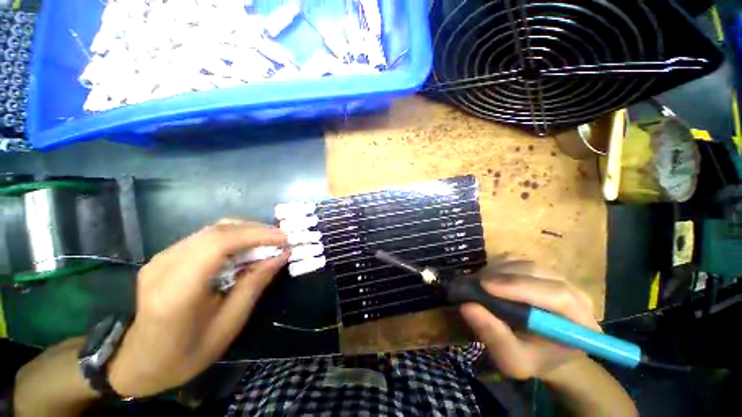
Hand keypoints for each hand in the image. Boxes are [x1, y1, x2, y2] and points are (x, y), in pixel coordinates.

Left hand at [108, 220, 287, 396]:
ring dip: (246, 231)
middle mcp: (164, 265)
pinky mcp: (164, 256)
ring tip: (269, 241)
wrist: (140, 362)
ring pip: (212, 229)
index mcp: (177, 291)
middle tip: (281, 238)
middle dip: (255, 230)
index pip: (219, 244)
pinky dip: (233, 236)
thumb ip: (254, 285)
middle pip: (217, 230)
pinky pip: (205, 237)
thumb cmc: (187, 353)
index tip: (284, 238)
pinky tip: (246, 247)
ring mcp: (161, 258)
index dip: (256, 235)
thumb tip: (281, 255)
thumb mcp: (229, 325)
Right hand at [460, 261, 598, 380]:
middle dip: (502, 276)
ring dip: (496, 271)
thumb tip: (467, 306)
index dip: (520, 287)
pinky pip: (515, 259)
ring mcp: (555, 277)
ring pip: (523, 264)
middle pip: (537, 273)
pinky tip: (487, 279)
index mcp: (580, 322)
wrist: (540, 349)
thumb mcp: (512, 360)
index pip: (559, 295)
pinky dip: (496, 266)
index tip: (485, 286)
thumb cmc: (531, 358)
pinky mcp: (537, 269)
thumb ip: (494, 336)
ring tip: (478, 284)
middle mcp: (574, 293)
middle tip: (475, 284)